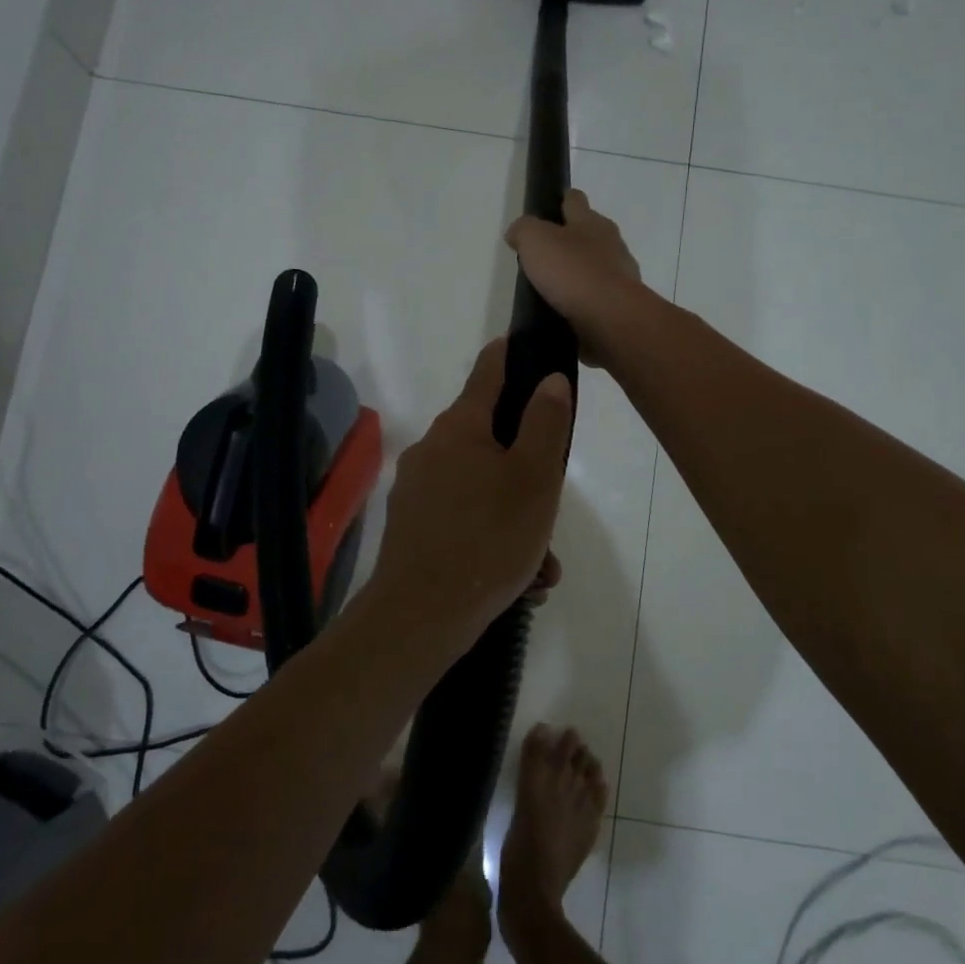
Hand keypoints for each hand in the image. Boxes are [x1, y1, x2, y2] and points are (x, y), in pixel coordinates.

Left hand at [366, 341, 572, 650]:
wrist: (421, 616)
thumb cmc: (489, 537)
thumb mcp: (534, 477)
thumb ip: (546, 423)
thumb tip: (549, 379)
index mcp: (461, 427)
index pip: (488, 371)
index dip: (510, 355)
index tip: (525, 347)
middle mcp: (433, 449)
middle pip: (490, 438)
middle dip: (527, 469)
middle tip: (550, 508)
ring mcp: (419, 489)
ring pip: (483, 488)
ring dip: (517, 517)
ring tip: (540, 565)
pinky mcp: (414, 526)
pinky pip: (465, 519)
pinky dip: (493, 538)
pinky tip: (518, 580)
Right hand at [504, 189, 647, 365]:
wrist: (610, 318)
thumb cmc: (572, 271)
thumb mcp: (535, 241)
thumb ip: (524, 230)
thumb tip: (517, 232)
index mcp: (591, 222)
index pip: (574, 200)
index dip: (561, 200)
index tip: (548, 208)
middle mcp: (610, 244)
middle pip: (589, 234)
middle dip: (570, 240)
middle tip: (544, 254)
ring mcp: (619, 276)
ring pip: (595, 267)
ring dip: (577, 274)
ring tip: (552, 288)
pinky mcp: (619, 305)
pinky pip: (597, 298)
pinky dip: (582, 302)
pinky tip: (565, 312)